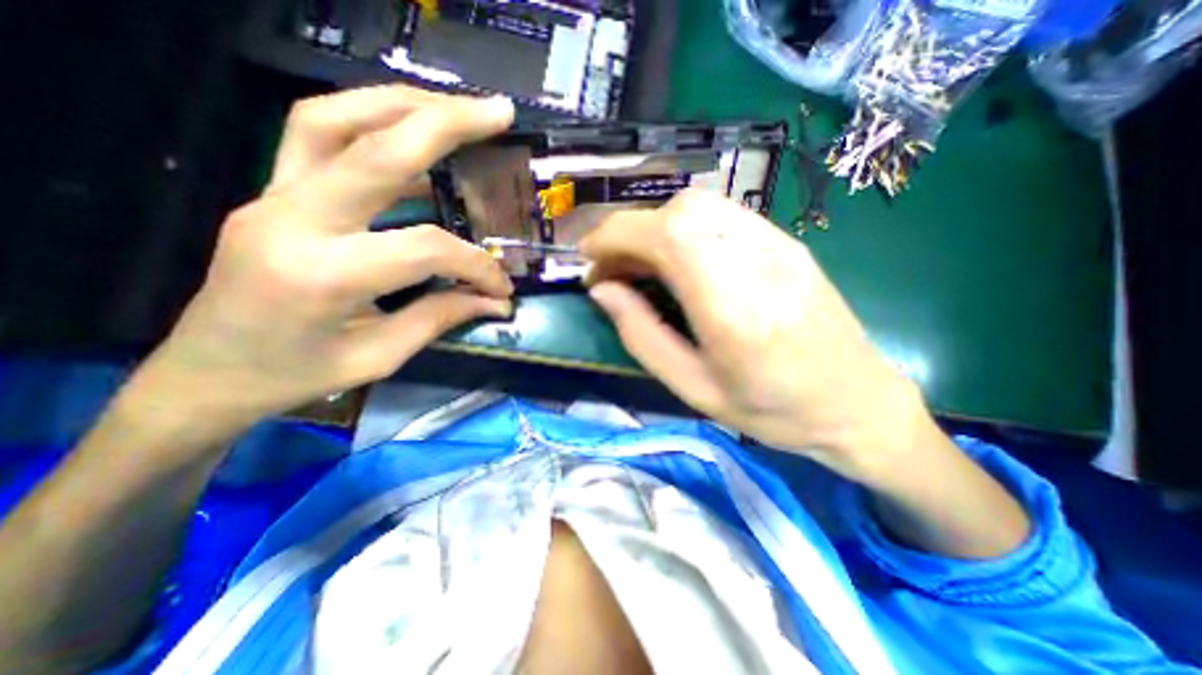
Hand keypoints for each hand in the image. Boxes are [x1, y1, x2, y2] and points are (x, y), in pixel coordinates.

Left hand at [132, 86, 515, 428]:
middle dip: (445, 124)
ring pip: (333, 120)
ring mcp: (271, 197)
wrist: (206, 373)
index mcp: (325, 275)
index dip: (476, 265)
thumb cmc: (297, 375)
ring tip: (456, 110)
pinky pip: (317, 135)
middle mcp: (292, 220)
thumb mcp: (381, 355)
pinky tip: (411, 134)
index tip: (501, 287)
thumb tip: (495, 301)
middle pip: (374, 149)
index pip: (426, 248)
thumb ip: (442, 316)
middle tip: (498, 113)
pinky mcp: (270, 192)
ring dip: (402, 105)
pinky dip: (370, 121)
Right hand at [582, 190, 926, 484]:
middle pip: (681, 210)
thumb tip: (602, 290)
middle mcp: (759, 261)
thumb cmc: (771, 410)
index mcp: (735, 309)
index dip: (616, 235)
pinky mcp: (786, 240)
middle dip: (631, 231)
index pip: (668, 236)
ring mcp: (779, 244)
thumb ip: (641, 335)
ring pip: (700, 205)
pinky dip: (682, 228)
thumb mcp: (693, 387)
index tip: (587, 258)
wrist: (855, 402)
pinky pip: (720, 215)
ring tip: (639, 265)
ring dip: (655, 228)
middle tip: (611, 268)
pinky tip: (677, 260)